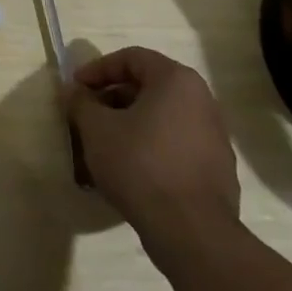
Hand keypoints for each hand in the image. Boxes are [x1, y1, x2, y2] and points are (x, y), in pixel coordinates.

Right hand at [65, 47, 240, 264]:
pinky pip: (175, 145)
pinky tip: (129, 170)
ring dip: (129, 124)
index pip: (131, 58)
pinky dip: (149, 147)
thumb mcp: (97, 129)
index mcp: (177, 81)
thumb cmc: (140, 165)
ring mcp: (214, 137)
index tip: (76, 88)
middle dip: (112, 99)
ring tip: (103, 146)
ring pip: (161, 118)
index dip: (98, 69)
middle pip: (148, 87)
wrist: (192, 232)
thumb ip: (81, 103)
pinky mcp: (217, 169)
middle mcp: (202, 101)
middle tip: (87, 116)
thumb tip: (74, 91)